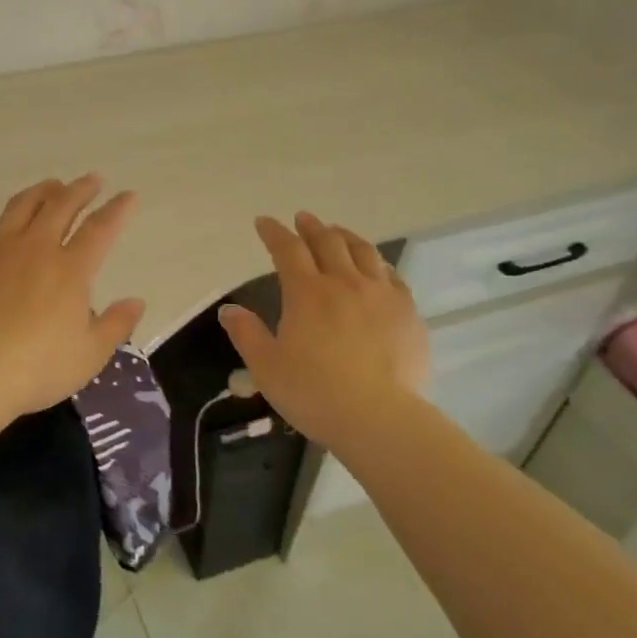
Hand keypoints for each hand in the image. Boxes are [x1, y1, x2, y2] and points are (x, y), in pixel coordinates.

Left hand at [0, 175, 145, 417]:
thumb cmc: (37, 368)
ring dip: (39, 191)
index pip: (101, 229)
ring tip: (50, 184)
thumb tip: (137, 301)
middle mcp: (36, 248)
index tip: (129, 195)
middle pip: (61, 207)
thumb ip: (116, 325)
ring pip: (21, 207)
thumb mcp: (89, 355)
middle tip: (92, 180)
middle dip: (80, 190)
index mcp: (71, 270)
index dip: (118, 209)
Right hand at [218, 211, 428, 448]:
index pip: (287, 250)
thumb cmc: (314, 393)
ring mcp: (381, 295)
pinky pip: (392, 276)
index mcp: (307, 293)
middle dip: (311, 227)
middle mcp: (345, 283)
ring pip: (364, 252)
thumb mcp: (266, 367)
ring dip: (346, 237)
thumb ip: (246, 334)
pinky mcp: (408, 313)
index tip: (264, 222)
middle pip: (328, 242)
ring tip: (338, 232)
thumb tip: (228, 310)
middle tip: (303, 219)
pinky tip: (376, 267)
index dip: (274, 232)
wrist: (379, 418)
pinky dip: (377, 264)